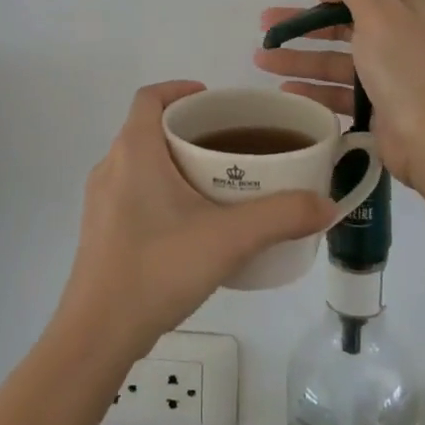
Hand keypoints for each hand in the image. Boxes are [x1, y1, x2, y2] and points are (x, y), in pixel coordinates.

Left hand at [56, 81, 336, 358]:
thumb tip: (327, 205)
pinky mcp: (100, 231)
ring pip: (140, 162)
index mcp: (134, 150)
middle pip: (149, 128)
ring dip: (174, 161)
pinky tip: (190, 223)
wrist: (97, 335)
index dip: (180, 88)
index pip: (150, 97)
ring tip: (216, 182)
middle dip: (188, 128)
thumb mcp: (229, 239)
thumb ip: (282, 217)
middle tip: (230, 144)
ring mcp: (100, 201)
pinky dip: (160, 190)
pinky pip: (132, 191)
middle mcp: (111, 166)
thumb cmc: (158, 269)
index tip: (215, 101)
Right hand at [255, 0, 424, 191]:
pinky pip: (338, 90)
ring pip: (336, 58)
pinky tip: (285, 90)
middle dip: (304, 24)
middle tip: (265, 27)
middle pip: (343, 22)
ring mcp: (389, 72)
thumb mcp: (379, 12)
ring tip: (261, 60)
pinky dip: (312, 88)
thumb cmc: (404, 67)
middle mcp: (401, 34)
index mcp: (409, 6)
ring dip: (299, 58)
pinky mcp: (377, 104)